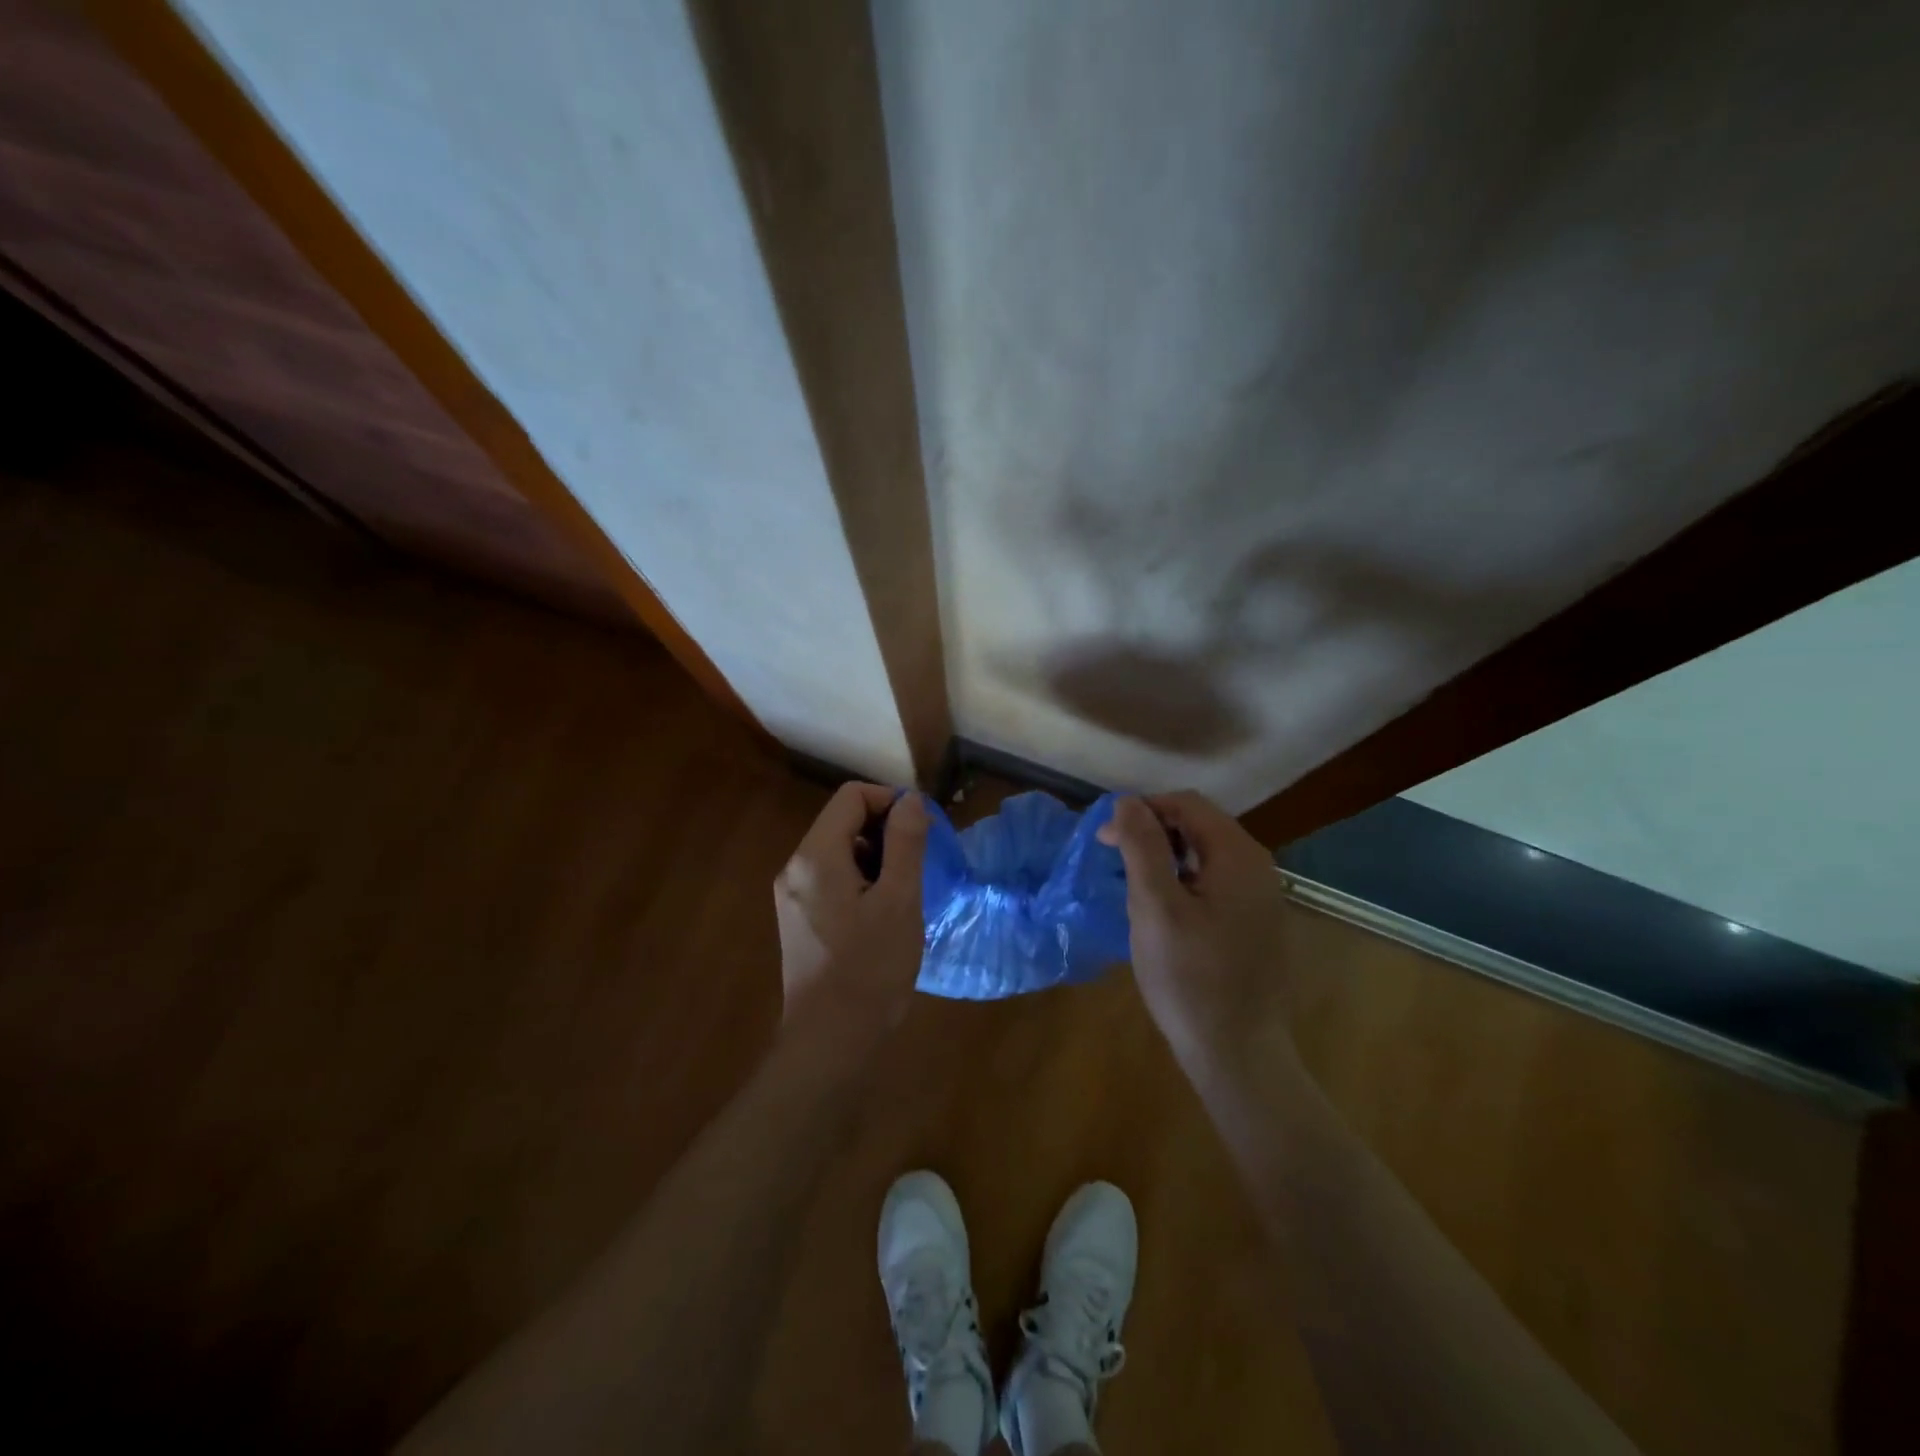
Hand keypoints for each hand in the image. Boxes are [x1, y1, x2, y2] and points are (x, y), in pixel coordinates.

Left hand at [774, 783, 928, 1040]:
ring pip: (839, 851)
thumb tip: (910, 799)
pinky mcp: (798, 919)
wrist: (829, 1042)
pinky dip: (861, 881)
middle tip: (919, 866)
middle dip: (886, 832)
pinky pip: (832, 879)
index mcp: (816, 855)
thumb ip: (905, 842)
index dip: (891, 802)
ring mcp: (792, 895)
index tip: (922, 831)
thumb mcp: (899, 899)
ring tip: (904, 894)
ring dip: (876, 858)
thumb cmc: (870, 968)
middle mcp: (795, 867)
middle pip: (843, 821)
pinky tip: (883, 915)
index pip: (852, 796)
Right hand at [1099, 791, 1294, 1070]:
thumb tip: (1127, 802)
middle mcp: (1258, 867)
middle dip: (1152, 832)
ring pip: (1205, 854)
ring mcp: (1260, 897)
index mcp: (1238, 856)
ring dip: (1165, 856)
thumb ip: (1142, 847)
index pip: (1187, 803)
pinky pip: (1214, 881)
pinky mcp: (1254, 922)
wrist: (1236, 1053)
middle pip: (1199, 824)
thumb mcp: (1155, 907)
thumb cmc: (1189, 978)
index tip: (1105, 839)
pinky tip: (1162, 910)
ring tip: (1132, 884)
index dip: (1142, 810)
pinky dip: (1182, 880)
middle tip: (1113, 859)